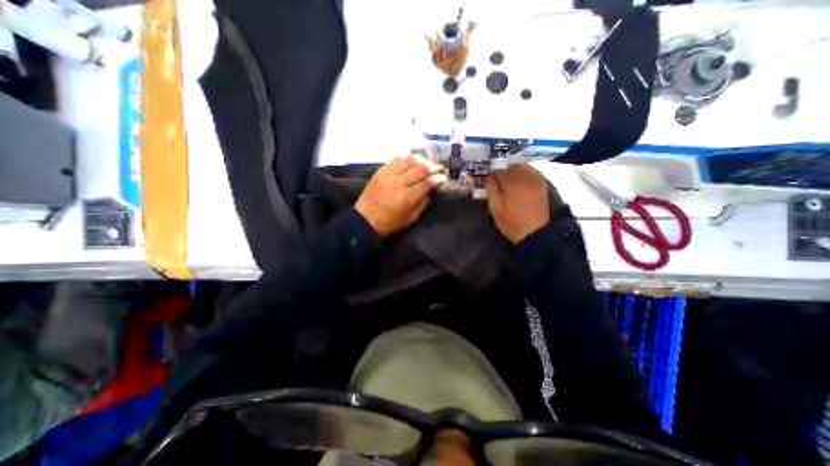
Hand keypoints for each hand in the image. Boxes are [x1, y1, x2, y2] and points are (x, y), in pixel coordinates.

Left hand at [356, 155, 447, 236]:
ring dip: (421, 160)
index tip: (443, 178)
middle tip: (438, 168)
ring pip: (409, 160)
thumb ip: (422, 204)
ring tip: (426, 163)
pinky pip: (396, 159)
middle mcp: (399, 182)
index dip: (438, 178)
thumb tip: (430, 191)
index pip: (427, 182)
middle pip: (421, 168)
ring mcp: (388, 174)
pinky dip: (407, 159)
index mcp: (407, 197)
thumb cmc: (389, 223)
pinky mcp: (380, 171)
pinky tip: (411, 162)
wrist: (364, 219)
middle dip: (433, 167)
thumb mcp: (410, 219)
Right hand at [488, 164, 548, 243]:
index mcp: (512, 183)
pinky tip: (518, 179)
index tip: (486, 176)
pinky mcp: (541, 183)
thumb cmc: (511, 222)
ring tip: (506, 177)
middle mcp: (525, 177)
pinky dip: (523, 171)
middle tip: (495, 176)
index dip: (491, 171)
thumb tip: (489, 177)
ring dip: (512, 168)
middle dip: (501, 168)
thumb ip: (491, 190)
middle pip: (510, 164)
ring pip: (521, 165)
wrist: (534, 232)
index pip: (498, 169)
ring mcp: (535, 179)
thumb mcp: (495, 208)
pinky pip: (531, 170)